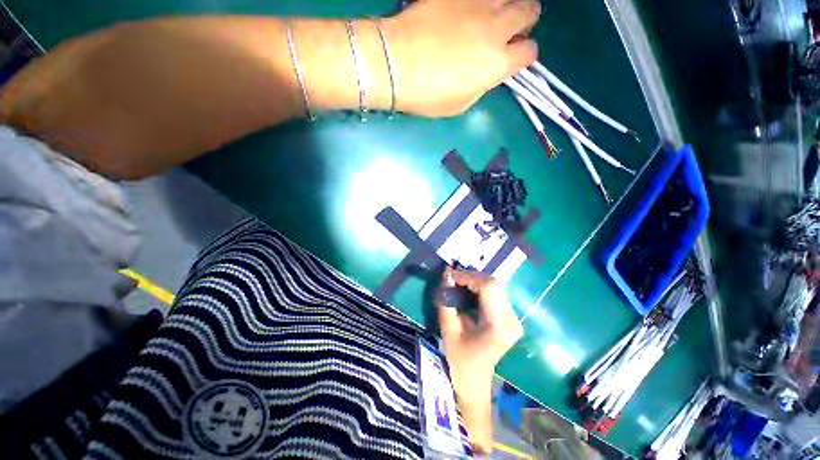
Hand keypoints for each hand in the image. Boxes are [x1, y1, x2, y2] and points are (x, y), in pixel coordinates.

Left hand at [385, 0, 540, 116]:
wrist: (397, 64)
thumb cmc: (427, 95)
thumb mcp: (459, 105)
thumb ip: (480, 86)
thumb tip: (486, 73)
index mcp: (497, 63)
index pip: (529, 52)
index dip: (523, 56)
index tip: (512, 59)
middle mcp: (496, 28)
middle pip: (530, 11)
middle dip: (523, 22)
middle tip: (505, 32)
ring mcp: (477, 4)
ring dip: (504, 6)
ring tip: (486, 18)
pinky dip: (476, 3)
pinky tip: (464, 12)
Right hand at [437, 268, 523, 404]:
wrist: (475, 378)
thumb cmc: (460, 358)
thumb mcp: (448, 330)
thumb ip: (447, 301)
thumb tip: (447, 274)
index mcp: (499, 326)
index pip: (489, 288)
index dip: (468, 277)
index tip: (450, 275)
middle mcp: (512, 319)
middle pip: (494, 284)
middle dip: (470, 277)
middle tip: (452, 279)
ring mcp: (514, 318)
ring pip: (495, 285)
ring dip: (474, 281)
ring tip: (458, 283)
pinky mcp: (511, 316)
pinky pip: (495, 292)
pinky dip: (479, 286)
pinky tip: (467, 289)